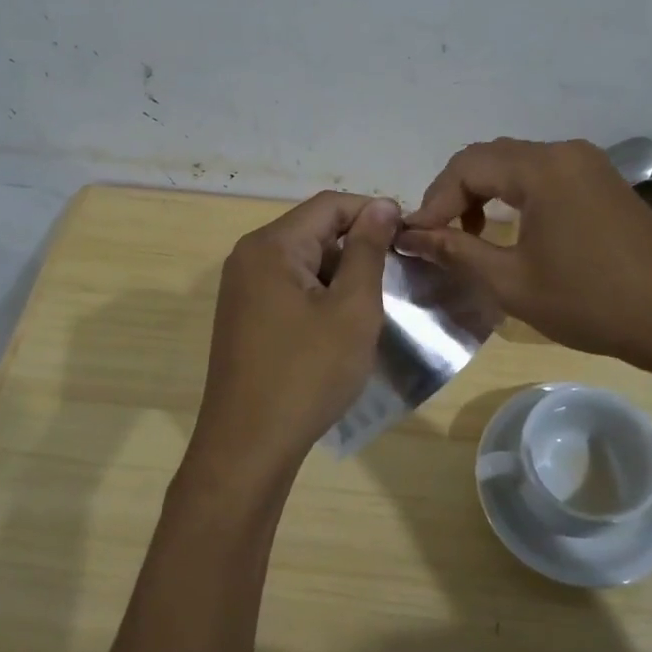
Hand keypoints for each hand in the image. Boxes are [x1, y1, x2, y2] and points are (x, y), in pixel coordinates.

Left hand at [188, 191, 399, 484]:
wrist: (249, 446)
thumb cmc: (308, 374)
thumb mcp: (352, 309)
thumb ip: (367, 251)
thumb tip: (381, 205)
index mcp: (271, 246)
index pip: (329, 205)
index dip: (373, 212)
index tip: (410, 238)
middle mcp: (249, 257)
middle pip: (313, 230)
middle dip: (357, 246)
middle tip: (397, 277)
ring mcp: (241, 289)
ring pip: (303, 261)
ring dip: (340, 274)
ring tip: (373, 304)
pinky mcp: (244, 317)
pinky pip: (288, 287)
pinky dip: (319, 295)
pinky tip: (341, 325)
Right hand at [396, 138, 651, 374]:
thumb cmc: (592, 302)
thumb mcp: (512, 282)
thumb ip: (457, 251)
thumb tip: (410, 236)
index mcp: (542, 169)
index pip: (467, 167)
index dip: (434, 201)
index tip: (417, 239)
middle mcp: (565, 152)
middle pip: (490, 158)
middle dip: (455, 194)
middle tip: (437, 237)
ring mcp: (588, 164)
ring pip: (516, 165)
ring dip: (484, 193)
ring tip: (468, 235)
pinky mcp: (602, 182)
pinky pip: (543, 175)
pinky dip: (514, 195)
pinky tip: (510, 229)